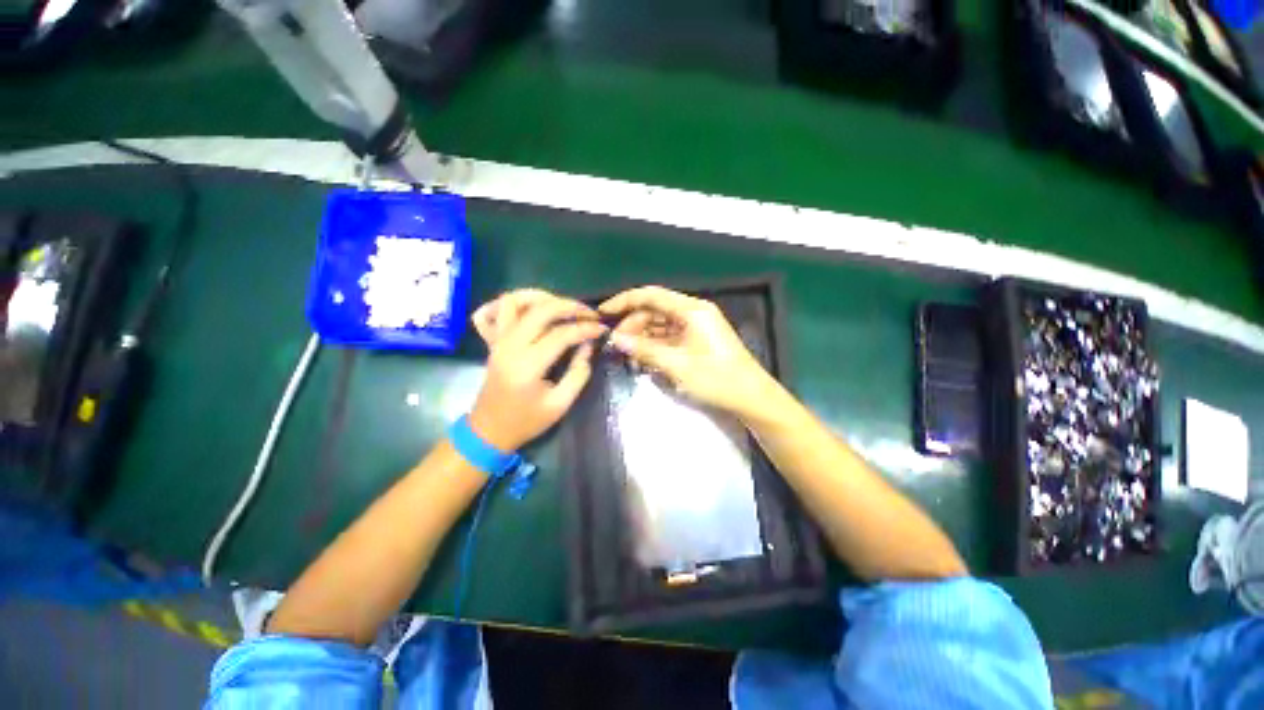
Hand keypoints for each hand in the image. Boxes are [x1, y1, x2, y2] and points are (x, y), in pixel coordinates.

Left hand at [467, 290, 605, 451]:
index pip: (561, 334)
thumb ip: (578, 373)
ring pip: (514, 301)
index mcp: (528, 365)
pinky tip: (531, 308)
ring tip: (562, 306)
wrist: (489, 430)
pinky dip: (513, 303)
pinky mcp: (493, 341)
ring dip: (541, 297)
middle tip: (588, 313)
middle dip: (569, 306)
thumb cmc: (526, 421)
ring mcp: (498, 341)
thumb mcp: (560, 404)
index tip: (602, 329)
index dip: (585, 328)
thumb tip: (588, 345)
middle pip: (540, 310)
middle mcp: (510, 346)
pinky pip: (495, 310)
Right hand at [598, 286, 775, 416]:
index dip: (625, 301)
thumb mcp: (677, 364)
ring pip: (660, 325)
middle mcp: (693, 313)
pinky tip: (642, 359)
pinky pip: (668, 337)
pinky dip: (654, 346)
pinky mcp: (696, 341)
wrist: (750, 398)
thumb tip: (615, 339)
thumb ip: (644, 349)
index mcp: (691, 309)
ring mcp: (695, 327)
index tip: (603, 313)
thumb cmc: (717, 378)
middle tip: (615, 343)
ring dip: (642, 337)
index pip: (651, 295)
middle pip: (654, 310)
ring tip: (626, 354)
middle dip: (632, 324)